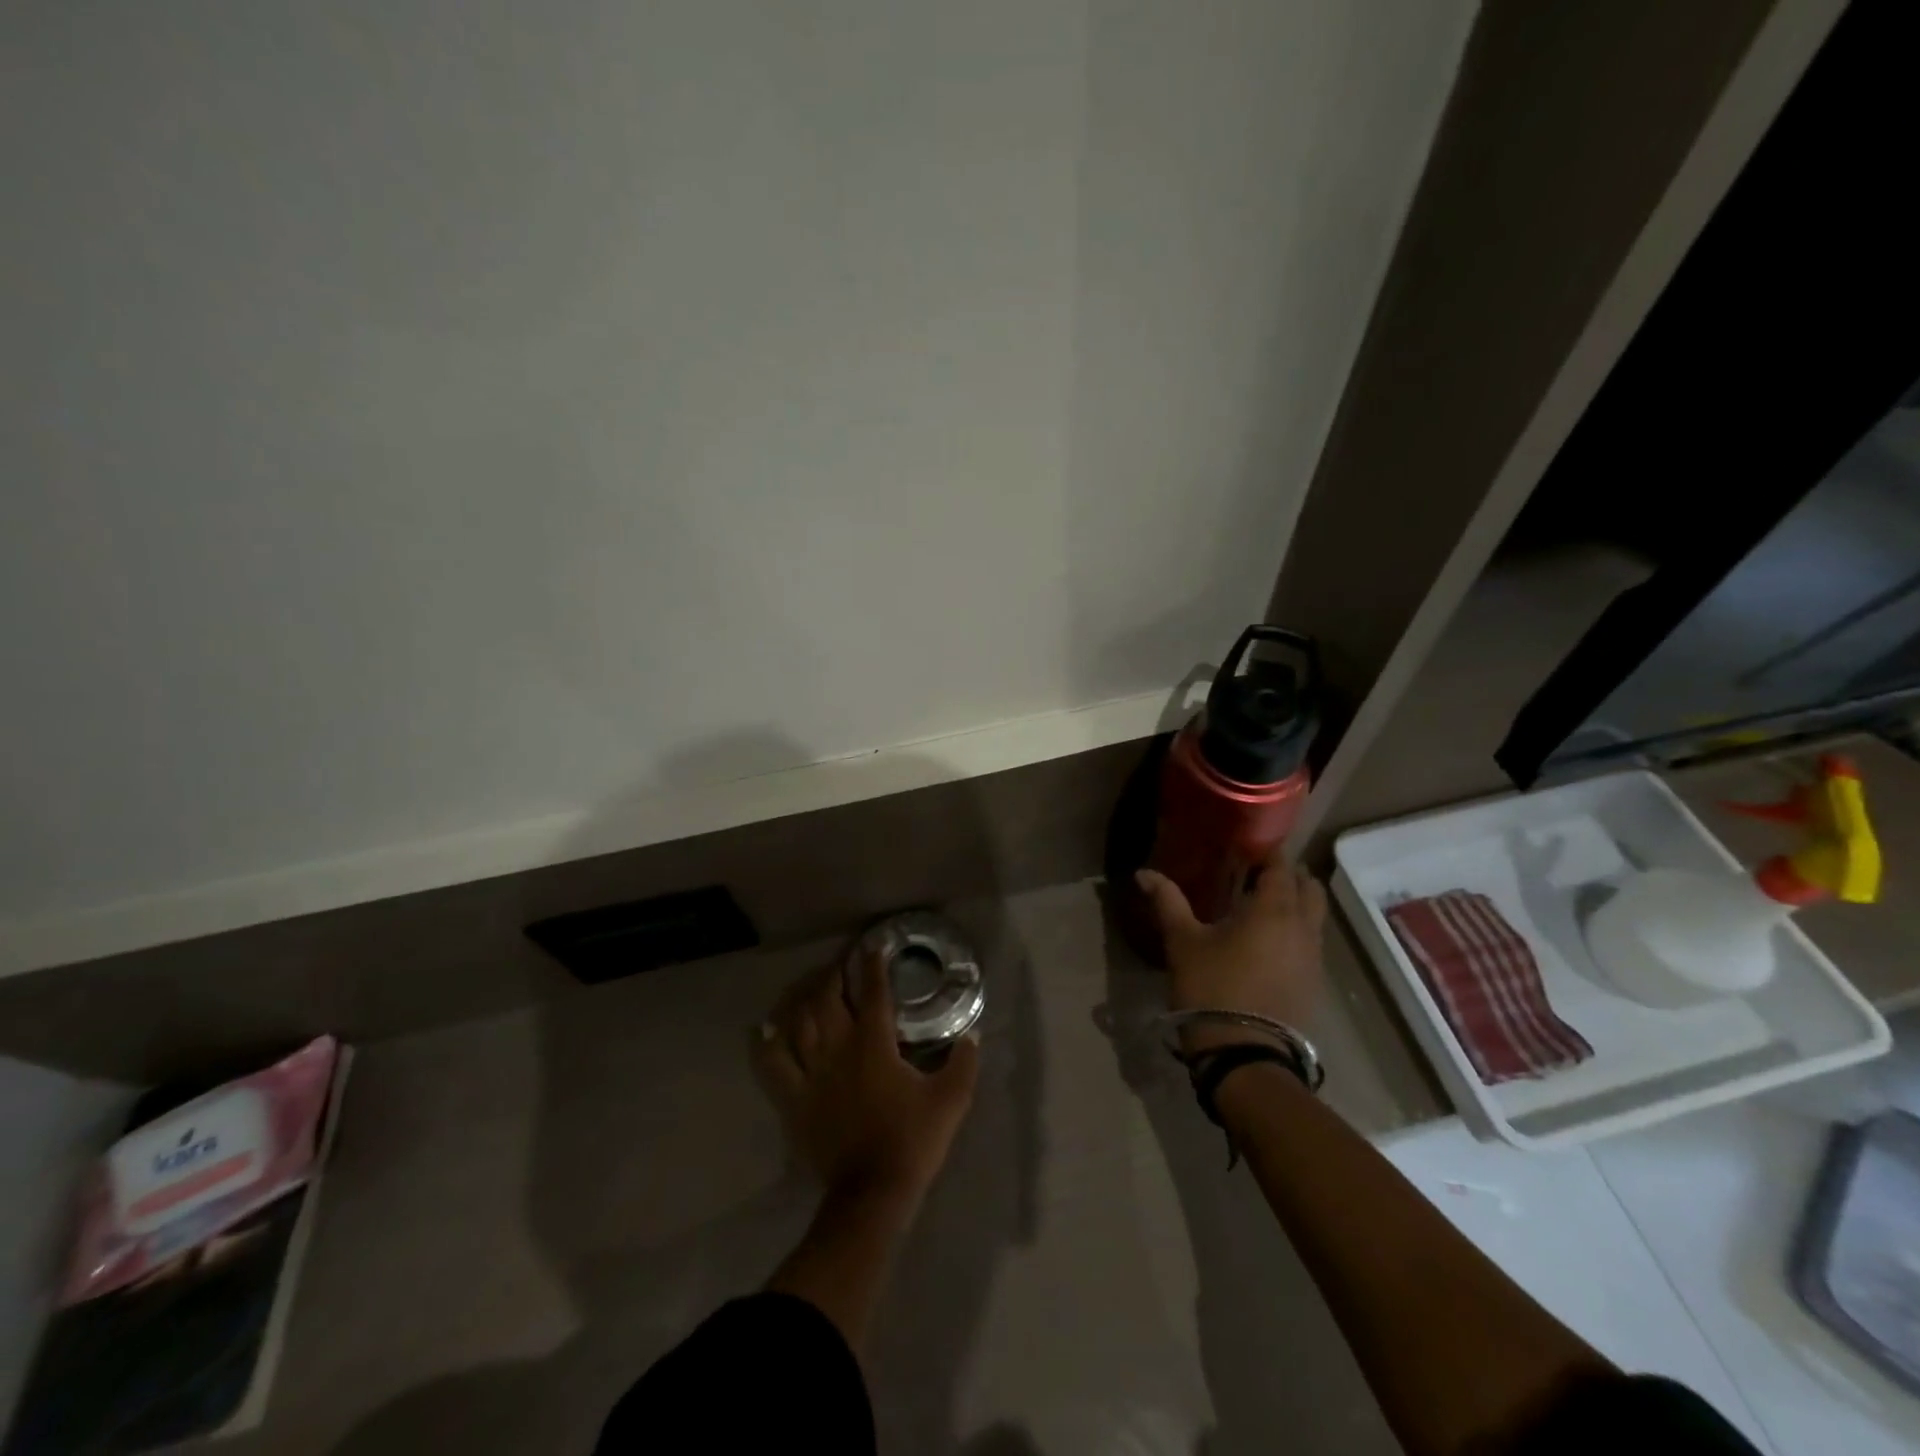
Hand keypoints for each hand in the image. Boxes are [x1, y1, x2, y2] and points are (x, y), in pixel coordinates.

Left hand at [755, 953, 979, 1204]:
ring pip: (797, 1021)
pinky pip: (771, 1063)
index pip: (873, 991)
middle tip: (841, 963)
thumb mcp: (951, 1099)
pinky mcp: (793, 1098)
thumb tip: (973, 1034)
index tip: (875, 946)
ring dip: (803, 997)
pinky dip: (767, 1042)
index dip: (873, 964)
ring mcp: (811, 1073)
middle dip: (833, 973)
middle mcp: (838, 1048)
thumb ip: (964, 1062)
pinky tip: (766, 1028)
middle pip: (827, 997)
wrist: (872, 1193)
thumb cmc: (912, 1140)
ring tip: (810, 986)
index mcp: (874, 1043)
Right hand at [1136, 846, 1326, 1053]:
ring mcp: (1314, 958)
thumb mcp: (1182, 942)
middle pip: (1308, 887)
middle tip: (1253, 874)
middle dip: (1287, 875)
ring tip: (1259, 907)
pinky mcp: (1314, 984)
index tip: (1245, 846)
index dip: (1267, 852)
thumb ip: (1167, 901)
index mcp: (1274, 909)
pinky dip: (1295, 931)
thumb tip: (1143, 872)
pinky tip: (1267, 943)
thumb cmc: (1212, 988)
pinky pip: (1311, 943)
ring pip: (1314, 916)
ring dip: (1294, 904)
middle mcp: (1303, 927)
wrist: (1246, 1055)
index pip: (1281, 865)